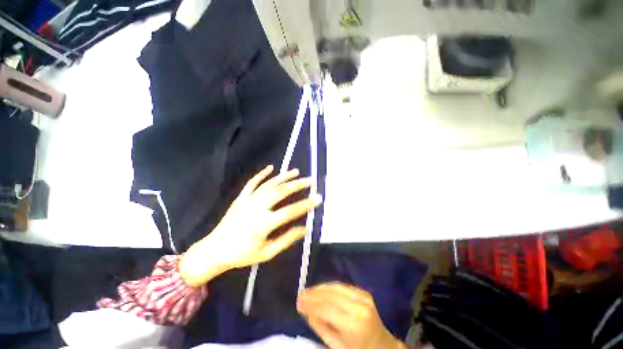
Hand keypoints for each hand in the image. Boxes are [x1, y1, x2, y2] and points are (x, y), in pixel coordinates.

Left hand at [179, 165, 321, 285]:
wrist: (215, 250)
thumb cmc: (243, 254)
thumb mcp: (267, 253)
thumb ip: (287, 239)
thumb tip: (305, 229)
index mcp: (264, 224)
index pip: (290, 211)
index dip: (306, 204)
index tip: (318, 198)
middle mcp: (256, 208)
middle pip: (280, 192)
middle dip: (297, 184)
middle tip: (310, 180)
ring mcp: (247, 200)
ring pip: (269, 184)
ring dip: (284, 176)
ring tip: (296, 171)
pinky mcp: (241, 197)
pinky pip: (252, 182)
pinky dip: (262, 174)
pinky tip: (271, 167)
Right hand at [297, 283, 406, 348]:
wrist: (383, 346)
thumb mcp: (337, 346)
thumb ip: (321, 327)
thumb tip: (306, 310)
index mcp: (354, 325)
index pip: (327, 309)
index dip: (311, 303)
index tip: (298, 302)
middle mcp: (359, 306)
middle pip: (331, 294)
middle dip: (314, 293)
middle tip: (300, 294)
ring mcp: (363, 297)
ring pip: (336, 286)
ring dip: (320, 288)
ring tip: (307, 290)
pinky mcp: (364, 292)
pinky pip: (343, 286)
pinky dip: (329, 286)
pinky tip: (321, 289)